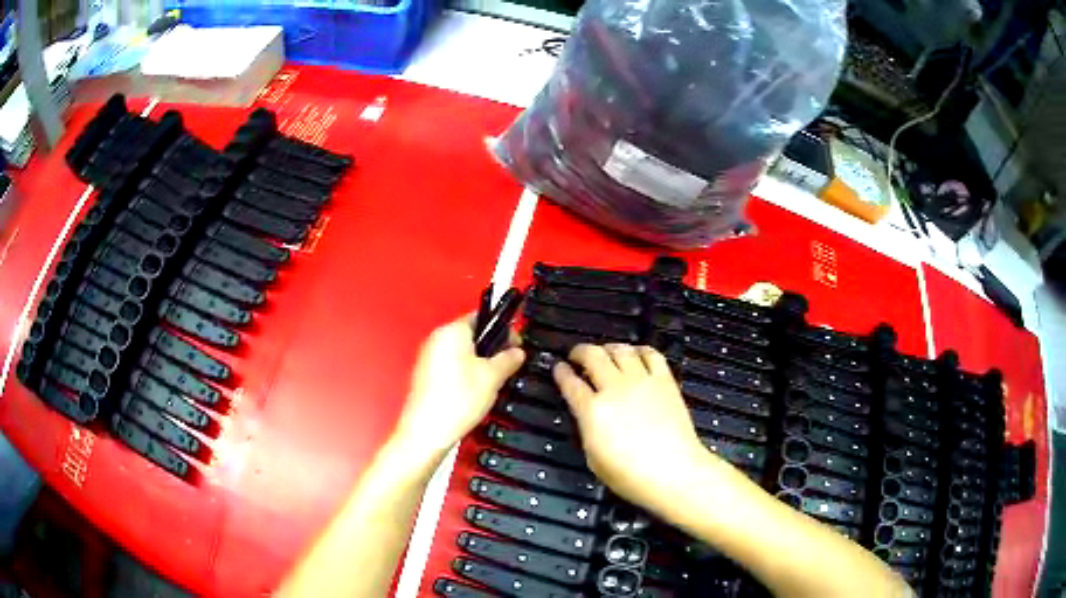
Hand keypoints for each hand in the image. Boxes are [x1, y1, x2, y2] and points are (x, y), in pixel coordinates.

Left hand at [395, 314, 524, 458]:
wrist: (428, 430)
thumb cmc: (453, 402)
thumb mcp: (493, 377)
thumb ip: (509, 359)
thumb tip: (517, 352)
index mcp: (452, 331)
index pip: (482, 317)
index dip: (502, 329)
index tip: (515, 342)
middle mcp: (437, 339)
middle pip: (472, 335)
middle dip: (492, 349)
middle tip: (508, 364)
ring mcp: (429, 358)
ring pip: (462, 353)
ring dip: (479, 364)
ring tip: (492, 382)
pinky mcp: (427, 375)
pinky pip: (451, 367)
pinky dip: (465, 375)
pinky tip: (475, 393)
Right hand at [553, 344, 717, 511]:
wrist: (673, 472)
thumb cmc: (630, 475)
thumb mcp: (593, 458)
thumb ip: (588, 429)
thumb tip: (589, 415)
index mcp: (592, 410)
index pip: (570, 383)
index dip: (561, 372)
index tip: (558, 367)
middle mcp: (615, 388)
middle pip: (593, 356)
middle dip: (580, 352)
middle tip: (576, 355)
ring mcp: (641, 381)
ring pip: (621, 349)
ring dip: (608, 348)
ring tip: (605, 352)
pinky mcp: (664, 380)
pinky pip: (651, 354)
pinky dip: (640, 350)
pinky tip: (636, 355)